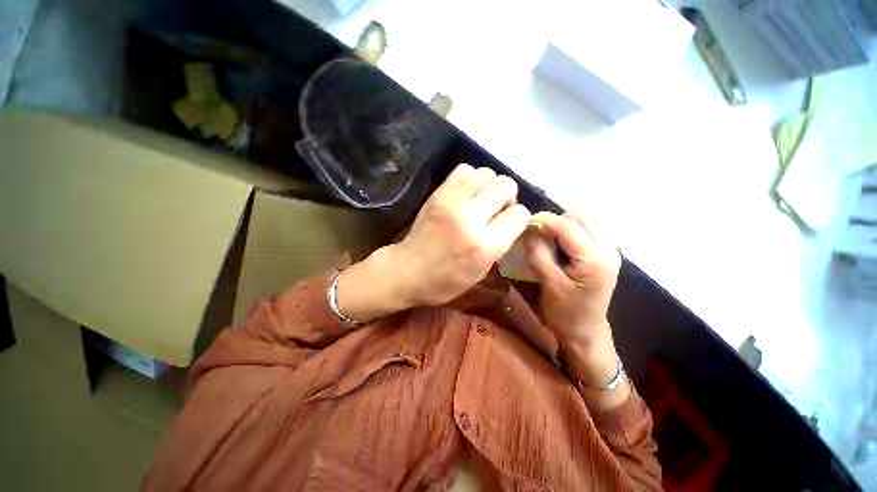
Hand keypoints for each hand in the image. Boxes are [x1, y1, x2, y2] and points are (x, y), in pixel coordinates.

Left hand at [337, 164, 530, 319]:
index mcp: (485, 245)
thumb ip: (501, 243)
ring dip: (489, 186)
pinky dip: (471, 178)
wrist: (407, 270)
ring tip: (481, 201)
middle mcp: (472, 217)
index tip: (509, 224)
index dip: (518, 218)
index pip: (520, 214)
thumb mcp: (481, 271)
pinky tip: (466, 193)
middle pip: (506, 185)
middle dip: (507, 197)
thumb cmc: (446, 280)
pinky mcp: (438, 193)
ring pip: (487, 173)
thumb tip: (511, 219)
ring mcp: (453, 201)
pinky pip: (464, 170)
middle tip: (495, 210)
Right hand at [524, 212, 622, 390]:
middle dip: (553, 221)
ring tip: (544, 240)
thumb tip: (530, 229)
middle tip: (534, 233)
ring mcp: (608, 251)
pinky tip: (556, 248)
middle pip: (579, 217)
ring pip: (581, 222)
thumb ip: (539, 253)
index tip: (522, 222)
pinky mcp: (603, 255)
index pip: (568, 226)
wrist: (585, 334)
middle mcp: (608, 249)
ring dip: (559, 226)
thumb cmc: (565, 314)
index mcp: (595, 259)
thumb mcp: (549, 283)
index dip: (544, 219)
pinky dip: (565, 234)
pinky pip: (582, 232)